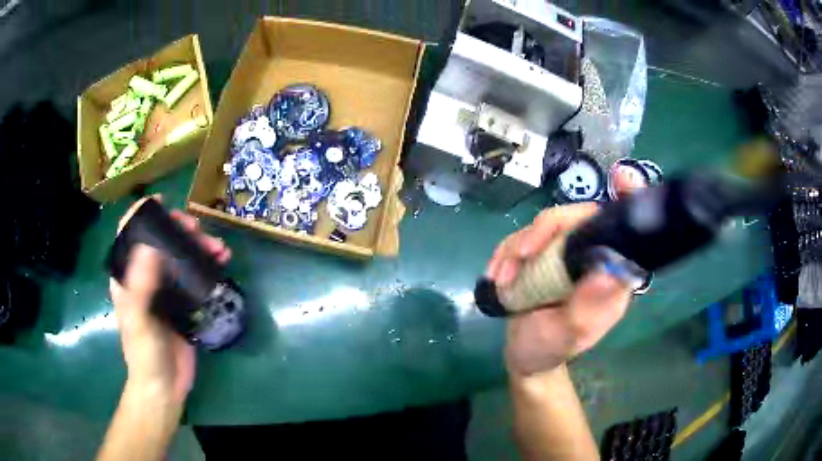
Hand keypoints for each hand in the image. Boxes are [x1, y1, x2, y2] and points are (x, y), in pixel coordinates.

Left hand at [110, 197, 230, 403]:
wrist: (164, 387)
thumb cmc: (144, 354)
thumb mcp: (139, 320)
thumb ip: (141, 285)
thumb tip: (151, 245)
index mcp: (127, 276)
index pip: (129, 234)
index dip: (142, 214)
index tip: (163, 203)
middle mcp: (144, 277)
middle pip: (159, 241)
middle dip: (178, 228)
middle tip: (196, 229)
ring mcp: (164, 290)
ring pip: (179, 256)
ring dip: (198, 246)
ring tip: (219, 247)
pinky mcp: (182, 303)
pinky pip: (194, 276)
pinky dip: (207, 266)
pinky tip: (221, 263)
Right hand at [486, 203, 632, 375]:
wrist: (524, 355)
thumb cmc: (550, 349)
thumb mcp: (569, 335)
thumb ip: (588, 308)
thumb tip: (610, 269)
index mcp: (612, 274)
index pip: (626, 231)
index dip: (628, 201)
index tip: (624, 177)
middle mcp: (593, 257)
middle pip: (577, 218)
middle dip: (544, 231)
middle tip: (521, 255)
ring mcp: (566, 253)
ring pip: (545, 225)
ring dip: (517, 249)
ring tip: (503, 281)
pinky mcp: (542, 254)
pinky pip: (522, 238)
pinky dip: (505, 255)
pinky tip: (497, 278)